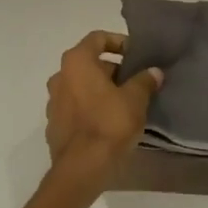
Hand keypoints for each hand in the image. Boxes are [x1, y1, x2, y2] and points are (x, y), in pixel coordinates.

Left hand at [45, 32, 162, 191]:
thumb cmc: (109, 125)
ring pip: (81, 86)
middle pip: (88, 63)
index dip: (118, 42)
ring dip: (100, 90)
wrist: (81, 169)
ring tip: (124, 103)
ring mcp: (53, 102)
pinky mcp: (54, 125)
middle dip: (112, 70)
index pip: (97, 38)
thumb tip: (153, 72)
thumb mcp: (135, 100)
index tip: (136, 54)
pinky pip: (75, 107)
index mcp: (77, 62)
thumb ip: (144, 81)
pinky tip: (108, 122)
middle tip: (135, 82)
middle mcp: (60, 77)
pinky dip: (90, 108)